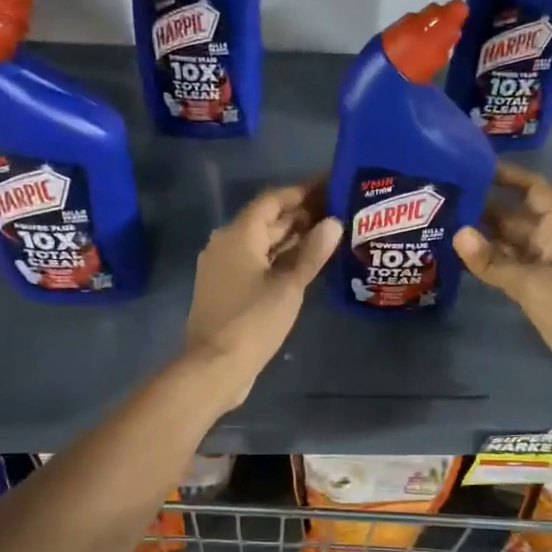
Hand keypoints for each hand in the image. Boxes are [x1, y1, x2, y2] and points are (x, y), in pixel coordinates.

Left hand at [184, 181, 342, 408]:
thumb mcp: (289, 286)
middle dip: (300, 214)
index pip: (272, 200)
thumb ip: (312, 253)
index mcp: (238, 234)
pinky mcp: (225, 287)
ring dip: (291, 237)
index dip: (302, 191)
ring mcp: (223, 266)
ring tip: (328, 233)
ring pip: (261, 242)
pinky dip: (279, 257)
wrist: (214, 366)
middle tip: (336, 210)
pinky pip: (256, 261)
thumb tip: (334, 222)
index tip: (329, 185)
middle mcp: (226, 243)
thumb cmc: (253, 321)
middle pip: (266, 220)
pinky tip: (305, 263)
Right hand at [453, 162, 551, 377]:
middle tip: (444, 202)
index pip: (532, 188)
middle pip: (515, 215)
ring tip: (444, 226)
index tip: (472, 167)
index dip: (506, 175)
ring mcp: (547, 262)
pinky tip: (462, 257)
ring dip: (483, 237)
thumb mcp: (532, 283)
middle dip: (483, 208)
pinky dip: (490, 260)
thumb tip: (458, 234)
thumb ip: (493, 261)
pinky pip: (511, 264)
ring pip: (510, 241)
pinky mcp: (540, 285)